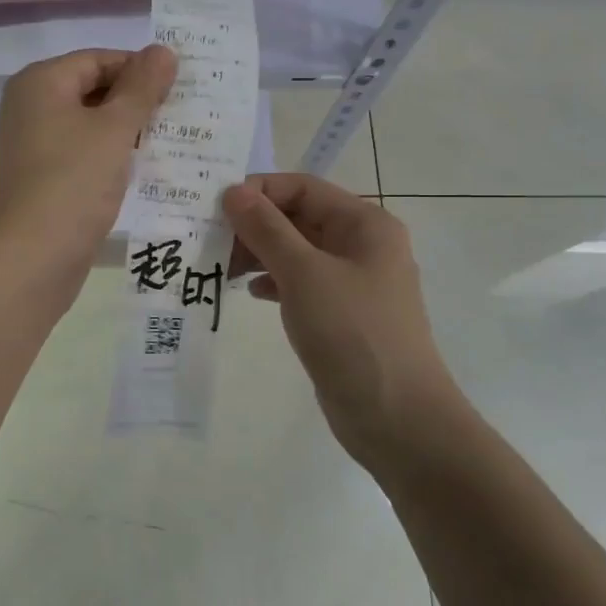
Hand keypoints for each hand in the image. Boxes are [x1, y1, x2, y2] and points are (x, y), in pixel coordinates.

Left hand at [0, 45, 176, 285]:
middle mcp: (31, 107)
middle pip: (92, 89)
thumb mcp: (114, 129)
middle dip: (136, 101)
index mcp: (41, 82)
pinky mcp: (43, 179)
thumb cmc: (73, 182)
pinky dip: (111, 157)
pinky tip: (143, 171)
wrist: (31, 258)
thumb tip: (163, 50)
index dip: (140, 69)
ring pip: (90, 125)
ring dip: (127, 132)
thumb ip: (141, 87)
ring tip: (172, 141)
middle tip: (183, 114)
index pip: (99, 59)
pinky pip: (83, 155)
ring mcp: (33, 145)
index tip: (180, 87)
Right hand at [225, 174, 456, 469]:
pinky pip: (301, 283)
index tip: (215, 208)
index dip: (259, 191)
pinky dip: (274, 282)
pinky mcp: (341, 314)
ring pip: (297, 252)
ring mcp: (353, 282)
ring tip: (221, 268)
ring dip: (259, 254)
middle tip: (209, 240)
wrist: (396, 417)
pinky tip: (250, 293)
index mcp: (365, 224)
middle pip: (299, 218)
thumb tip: (234, 191)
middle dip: (255, 225)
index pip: (303, 188)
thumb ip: (266, 229)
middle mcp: (361, 245)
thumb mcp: (304, 274)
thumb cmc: (352, 333)